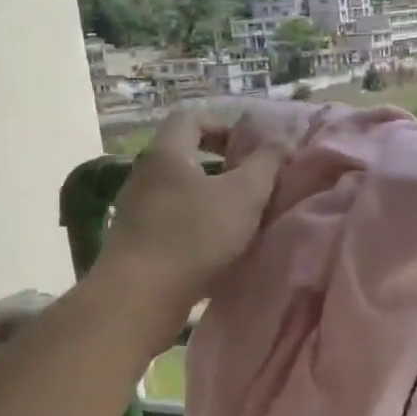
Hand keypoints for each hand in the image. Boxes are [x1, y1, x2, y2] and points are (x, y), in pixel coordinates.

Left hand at [97, 110, 283, 346]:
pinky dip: (195, 228)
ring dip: (209, 201)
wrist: (140, 296)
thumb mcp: (244, 194)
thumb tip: (281, 140)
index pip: (190, 118)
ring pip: (178, 193)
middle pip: (184, 157)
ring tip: (239, 222)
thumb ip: (266, 163)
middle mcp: (144, 175)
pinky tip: (216, 251)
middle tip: (251, 187)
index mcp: (166, 153)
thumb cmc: (195, 235)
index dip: (223, 127)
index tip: (248, 151)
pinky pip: (170, 222)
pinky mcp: (135, 243)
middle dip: (221, 168)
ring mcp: (135, 210)